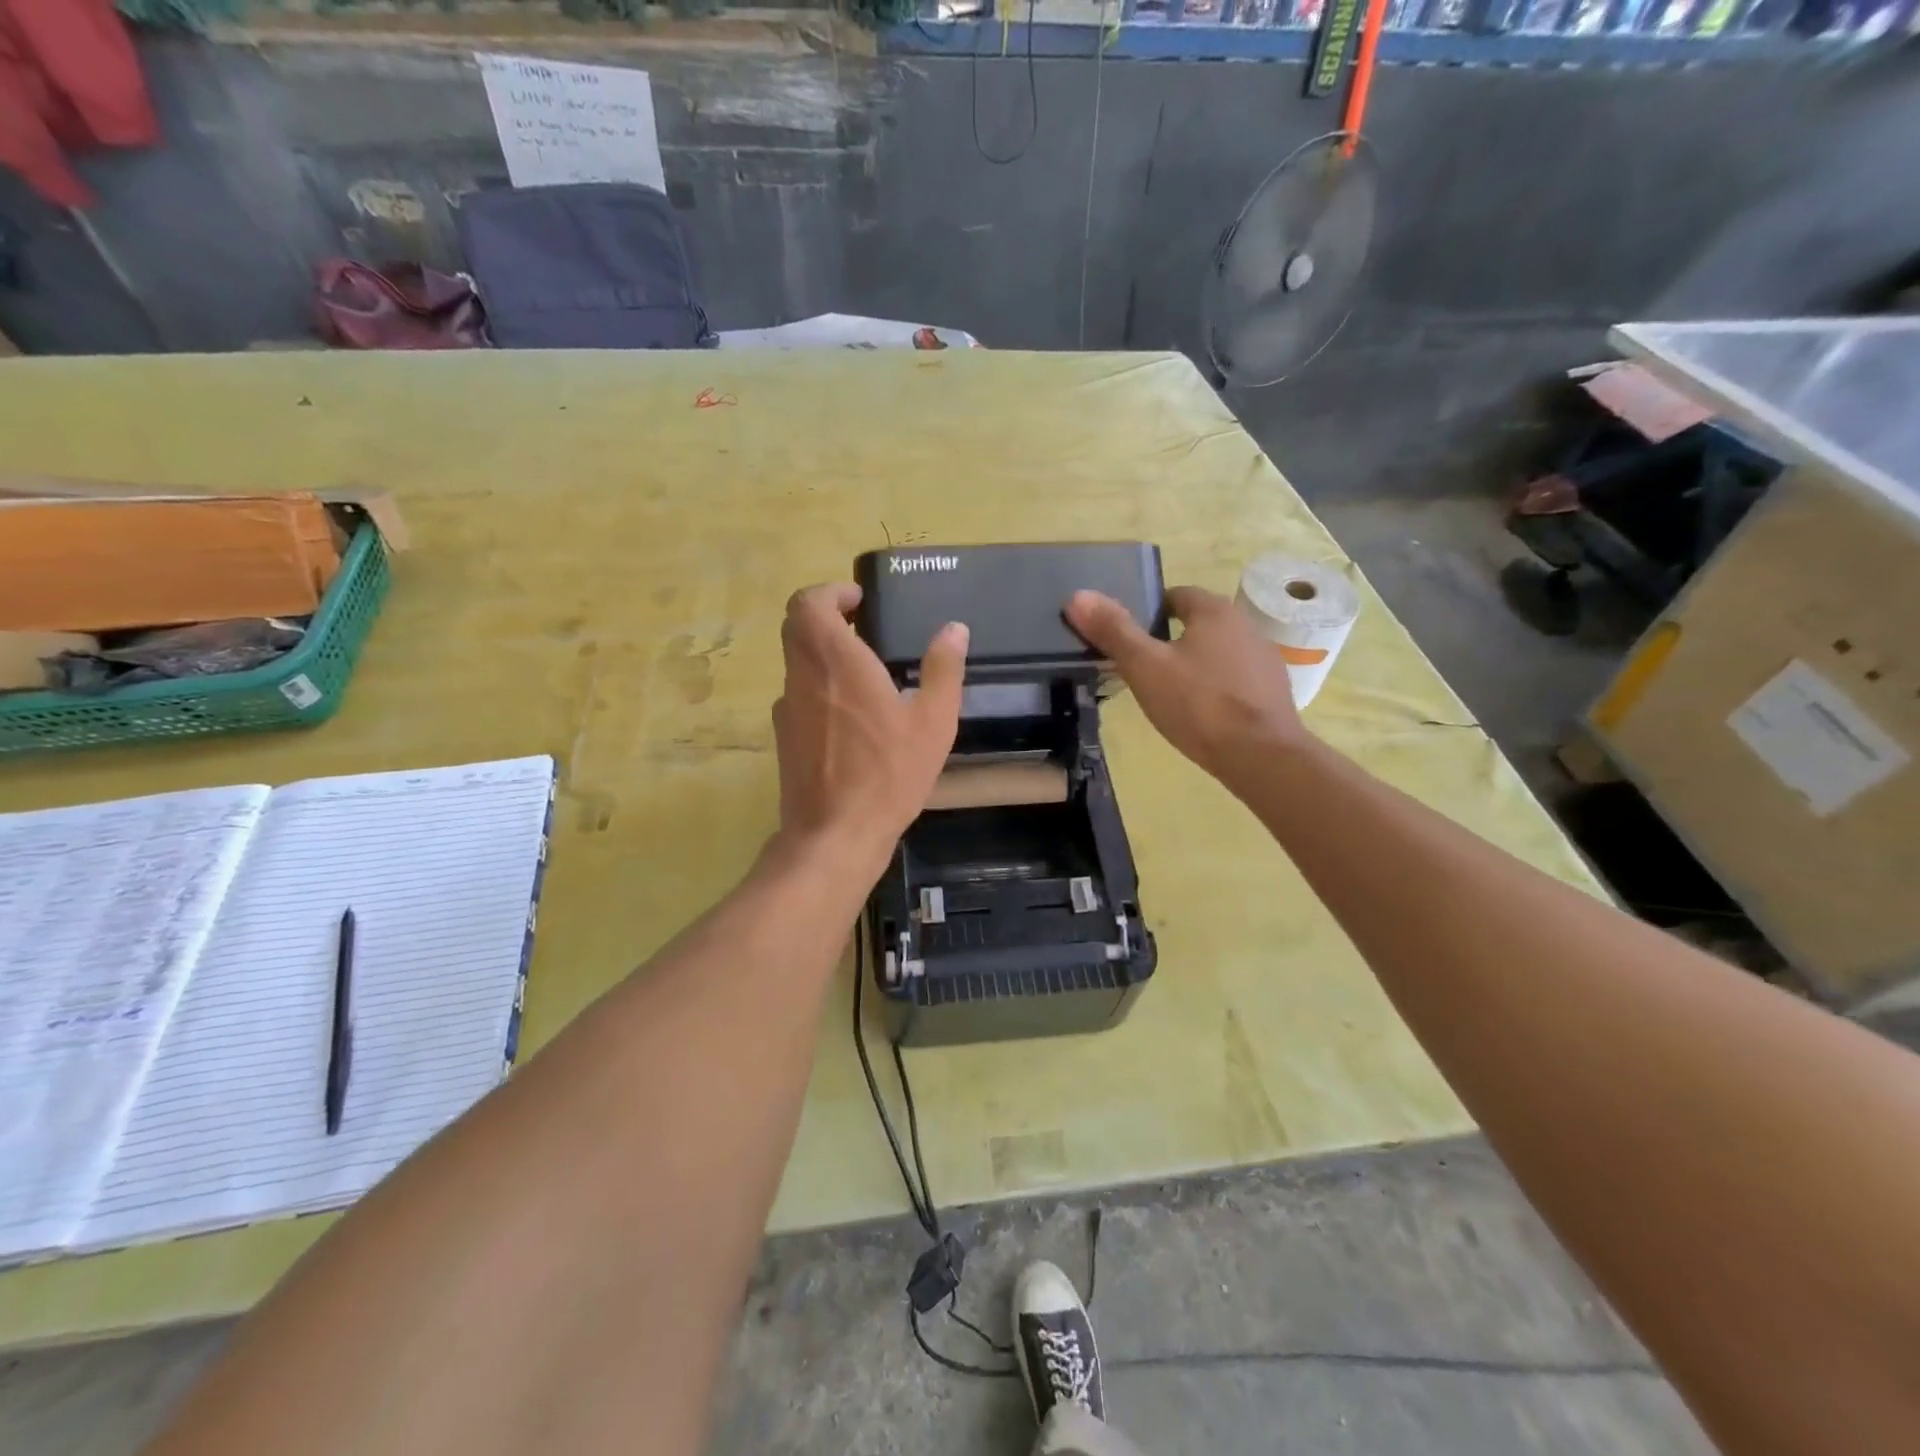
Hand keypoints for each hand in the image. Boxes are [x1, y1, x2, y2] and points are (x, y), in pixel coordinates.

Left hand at [771, 583, 968, 864]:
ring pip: (796, 662)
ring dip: (824, 655)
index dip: (830, 593)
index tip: (860, 604)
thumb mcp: (933, 722)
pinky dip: (819, 689)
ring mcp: (787, 708)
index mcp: (836, 661)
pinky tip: (852, 719)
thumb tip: (954, 629)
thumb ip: (943, 670)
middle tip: (865, 631)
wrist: (835, 834)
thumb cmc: (889, 774)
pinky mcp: (783, 738)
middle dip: (827, 619)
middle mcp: (802, 676)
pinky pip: (798, 695)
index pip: (808, 603)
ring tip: (866, 676)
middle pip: (797, 627)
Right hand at [1066, 585, 1307, 781]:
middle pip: (1199, 624)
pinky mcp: (1274, 692)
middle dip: (1172, 640)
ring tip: (1170, 694)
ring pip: (1219, 652)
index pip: (1176, 596)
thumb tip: (1077, 595)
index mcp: (1214, 611)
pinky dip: (1217, 689)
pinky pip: (1236, 680)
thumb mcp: (1145, 667)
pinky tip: (1202, 714)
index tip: (1131, 638)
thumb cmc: (1198, 704)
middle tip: (1143, 669)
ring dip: (1197, 664)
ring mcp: (1264, 659)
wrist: (1260, 756)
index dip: (1150, 613)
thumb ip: (1113, 630)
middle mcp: (1245, 625)